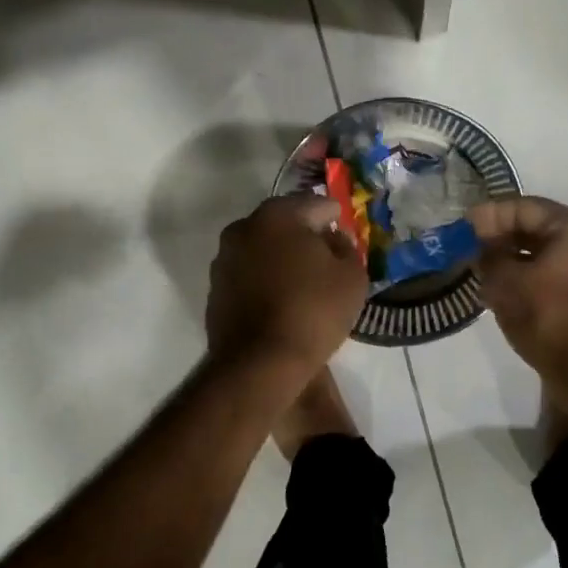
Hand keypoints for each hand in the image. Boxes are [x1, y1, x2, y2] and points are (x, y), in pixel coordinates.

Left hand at [206, 194, 367, 374]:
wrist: (260, 363)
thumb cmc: (313, 311)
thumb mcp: (352, 276)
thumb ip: (346, 248)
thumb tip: (333, 239)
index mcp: (277, 215)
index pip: (315, 204)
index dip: (334, 217)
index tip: (344, 231)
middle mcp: (243, 228)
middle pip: (284, 223)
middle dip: (305, 235)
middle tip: (327, 255)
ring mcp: (224, 260)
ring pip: (262, 249)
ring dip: (282, 257)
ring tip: (305, 280)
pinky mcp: (215, 290)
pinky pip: (249, 275)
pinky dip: (265, 280)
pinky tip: (282, 300)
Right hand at [469, 197, 567, 384]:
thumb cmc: (547, 317)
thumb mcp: (506, 282)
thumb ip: (489, 255)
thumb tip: (482, 246)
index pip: (526, 208)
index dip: (490, 215)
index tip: (463, 227)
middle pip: (540, 227)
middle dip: (503, 236)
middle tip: (471, 247)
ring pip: (548, 252)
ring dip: (515, 257)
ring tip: (484, 268)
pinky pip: (558, 272)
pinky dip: (532, 274)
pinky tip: (506, 287)